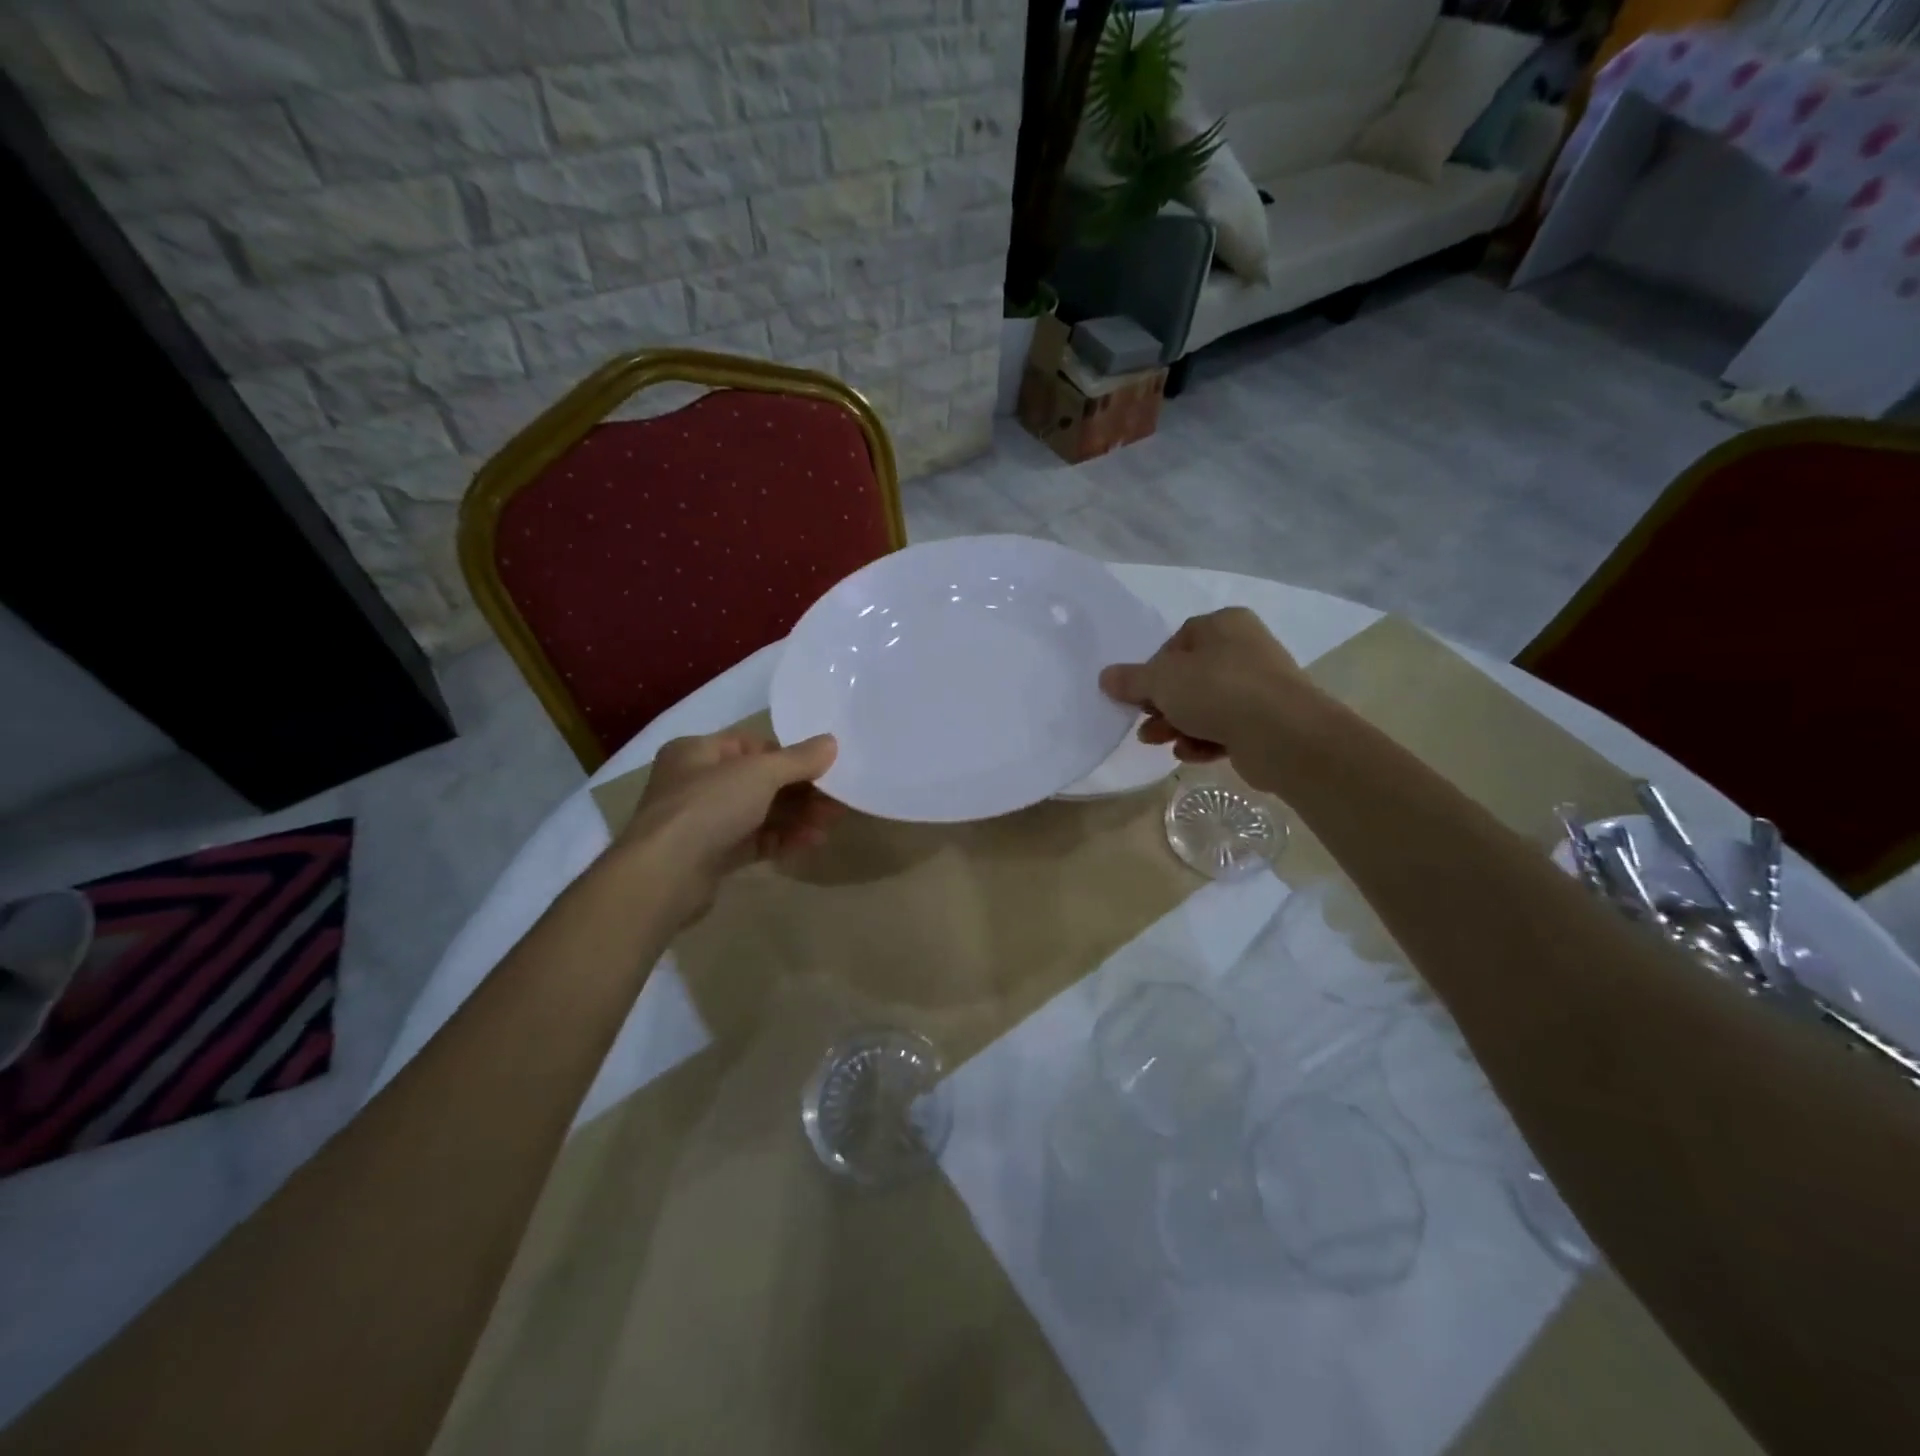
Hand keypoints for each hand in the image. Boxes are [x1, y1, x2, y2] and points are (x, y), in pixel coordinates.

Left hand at [616, 730, 839, 917]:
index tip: (823, 768)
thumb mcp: (760, 773)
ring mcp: (702, 822)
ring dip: (796, 817)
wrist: (664, 876)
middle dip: (801, 790)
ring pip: (759, 813)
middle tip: (836, 800)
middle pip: (759, 781)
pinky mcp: (711, 856)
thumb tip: (831, 742)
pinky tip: (811, 842)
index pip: (751, 746)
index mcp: (697, 752)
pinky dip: (782, 839)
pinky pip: (754, 841)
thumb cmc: (708, 807)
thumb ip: (798, 759)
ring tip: (830, 823)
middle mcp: (696, 782)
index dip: (788, 755)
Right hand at [1099, 608, 1306, 782]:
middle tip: (1145, 723)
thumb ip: (1131, 680)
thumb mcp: (1161, 681)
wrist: (1284, 734)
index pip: (1177, 643)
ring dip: (1177, 725)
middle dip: (1162, 704)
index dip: (1153, 670)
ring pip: (1206, 705)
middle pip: (1190, 677)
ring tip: (1158, 742)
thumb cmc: (1217, 690)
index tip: (1139, 694)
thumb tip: (1106, 677)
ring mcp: (1260, 686)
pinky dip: (1204, 740)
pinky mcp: (1267, 721)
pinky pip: (1226, 727)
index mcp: (1224, 625)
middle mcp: (1245, 649)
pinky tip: (1190, 753)